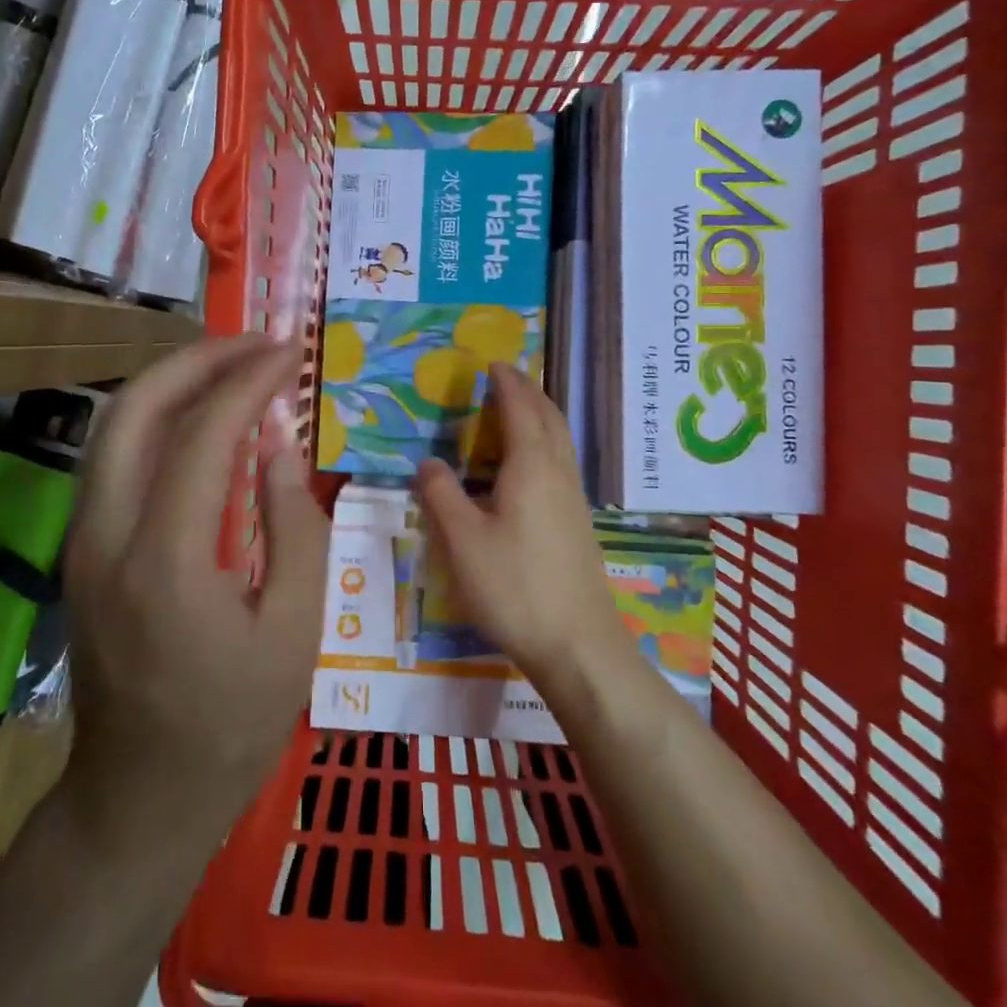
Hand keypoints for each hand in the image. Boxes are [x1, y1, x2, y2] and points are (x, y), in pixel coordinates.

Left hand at [63, 335, 328, 834]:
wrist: (138, 796)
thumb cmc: (230, 724)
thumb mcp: (295, 633)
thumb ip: (296, 528)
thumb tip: (281, 445)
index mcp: (166, 560)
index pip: (204, 434)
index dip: (249, 382)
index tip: (289, 353)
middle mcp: (106, 535)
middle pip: (135, 408)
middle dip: (198, 358)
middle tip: (257, 344)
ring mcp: (82, 539)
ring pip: (112, 424)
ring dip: (172, 380)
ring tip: (232, 365)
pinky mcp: (80, 547)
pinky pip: (112, 454)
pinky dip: (155, 414)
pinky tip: (198, 414)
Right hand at [415, 362, 629, 687]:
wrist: (578, 644)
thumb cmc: (515, 586)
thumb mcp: (463, 541)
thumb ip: (441, 495)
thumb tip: (427, 461)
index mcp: (531, 467)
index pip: (520, 409)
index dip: (507, 383)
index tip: (494, 363)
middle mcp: (558, 473)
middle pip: (549, 418)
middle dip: (529, 391)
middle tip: (506, 377)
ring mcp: (574, 498)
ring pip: (561, 440)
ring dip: (541, 414)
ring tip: (519, 409)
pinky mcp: (578, 521)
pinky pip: (562, 461)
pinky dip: (546, 441)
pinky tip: (530, 463)